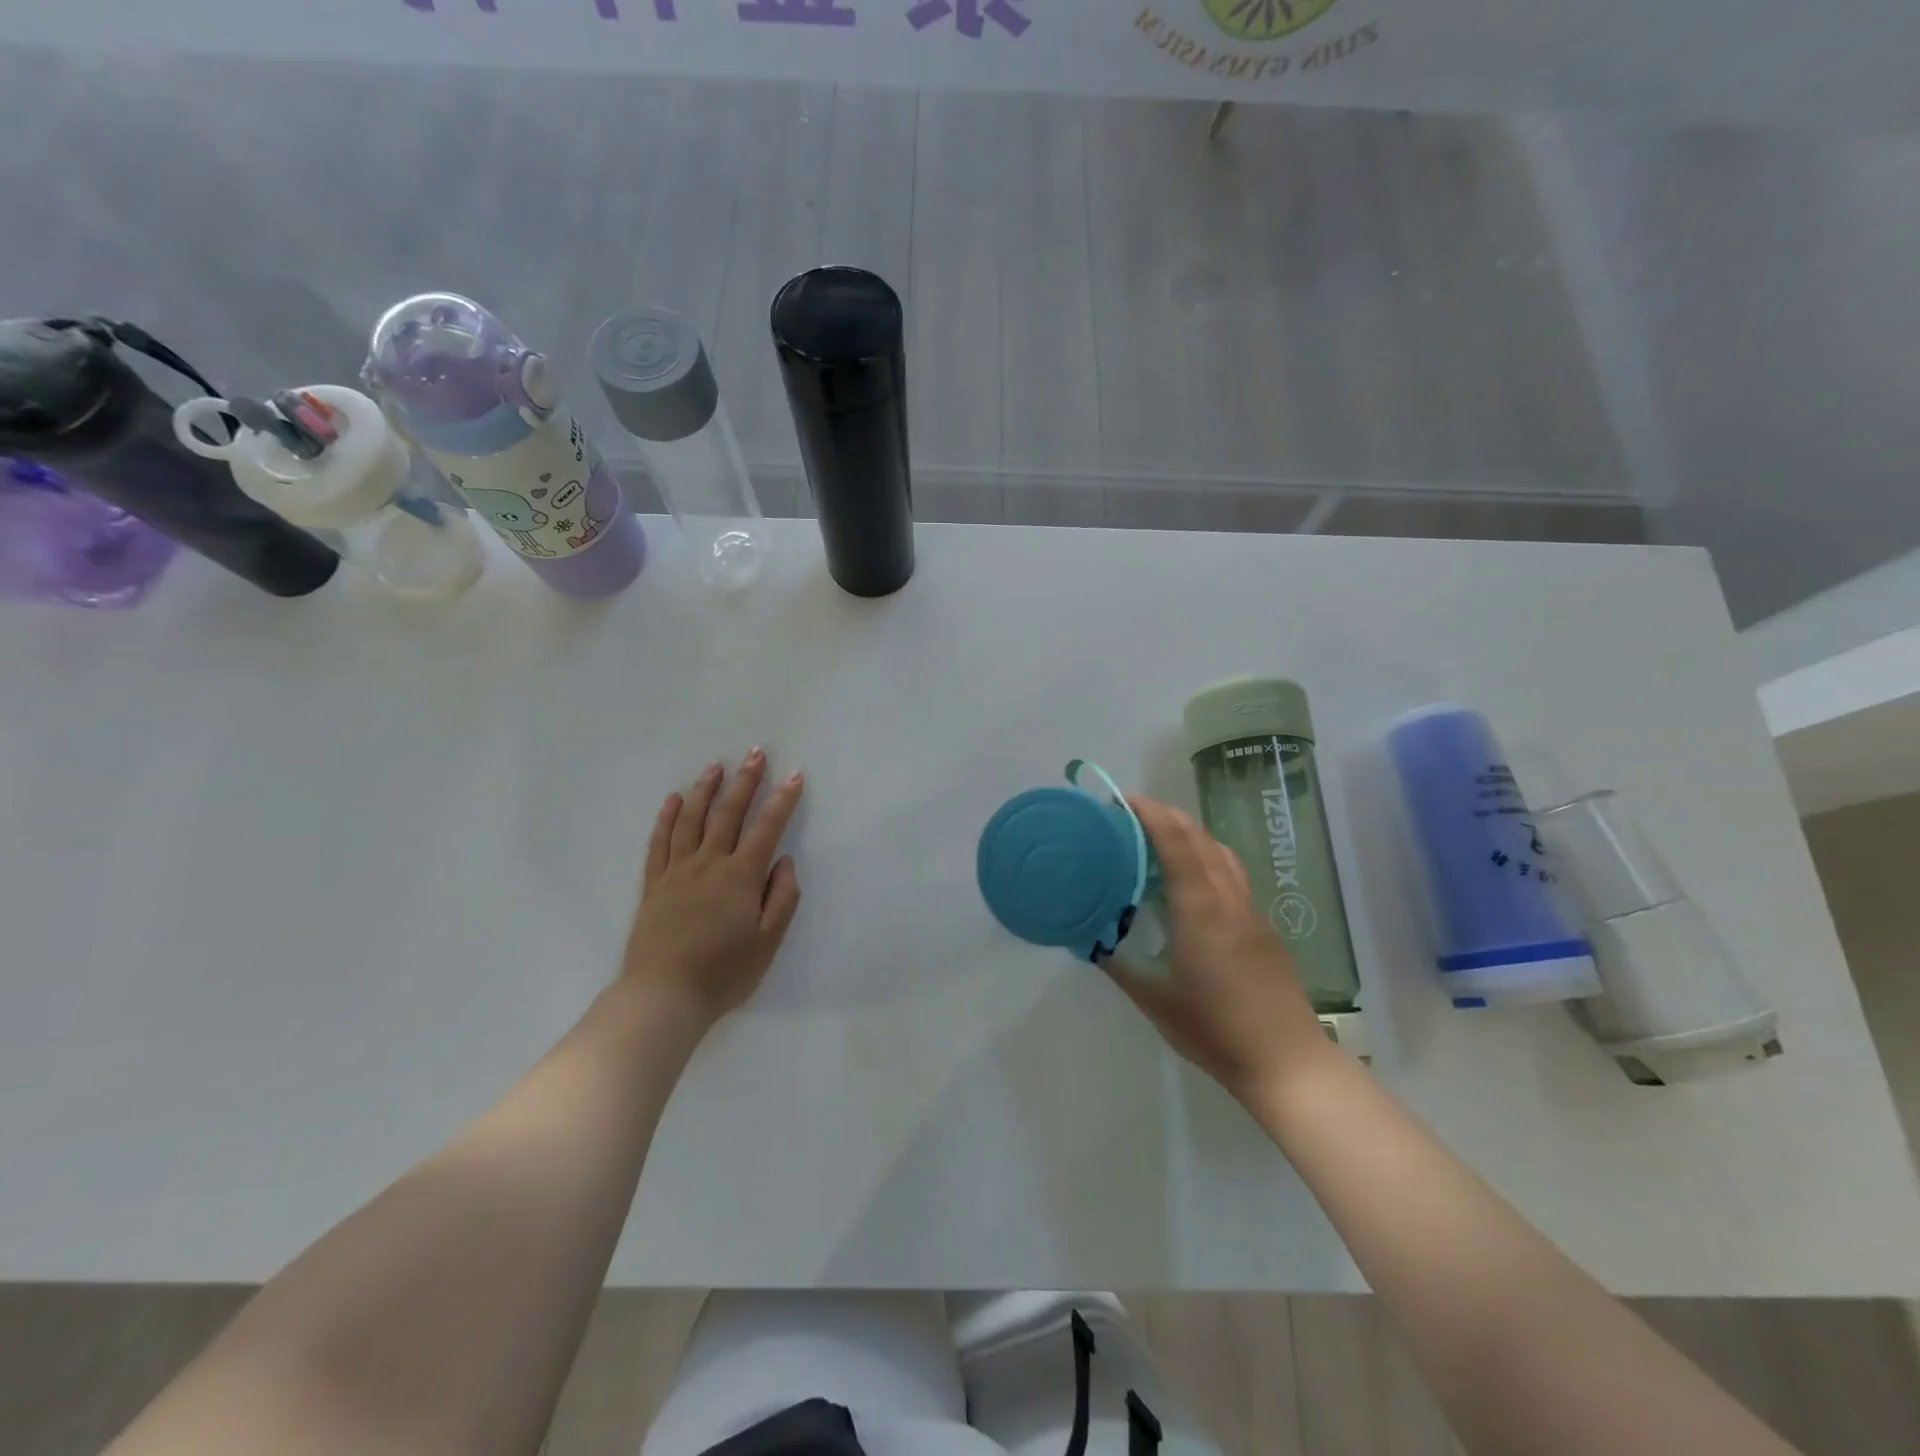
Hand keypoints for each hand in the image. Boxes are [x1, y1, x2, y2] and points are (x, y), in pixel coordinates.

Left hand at [621, 750, 804, 1029]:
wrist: (663, 996)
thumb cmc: (724, 972)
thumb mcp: (768, 941)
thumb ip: (782, 897)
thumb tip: (783, 861)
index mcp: (740, 876)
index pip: (767, 828)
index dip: (783, 800)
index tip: (795, 776)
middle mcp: (708, 864)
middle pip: (728, 813)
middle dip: (745, 781)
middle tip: (755, 753)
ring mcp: (677, 871)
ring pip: (691, 819)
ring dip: (705, 789)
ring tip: (716, 766)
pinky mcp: (653, 884)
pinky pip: (659, 842)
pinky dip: (667, 817)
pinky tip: (674, 800)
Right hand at [1102, 796, 1332, 1101]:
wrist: (1286, 1062)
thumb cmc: (1214, 1029)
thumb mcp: (1153, 999)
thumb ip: (1119, 964)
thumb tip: (1091, 939)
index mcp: (1200, 909)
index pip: (1176, 843)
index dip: (1151, 814)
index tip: (1123, 799)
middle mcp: (1229, 899)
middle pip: (1201, 838)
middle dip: (1168, 815)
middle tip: (1132, 813)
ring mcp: (1251, 912)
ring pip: (1222, 853)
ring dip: (1191, 834)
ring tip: (1160, 838)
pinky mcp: (1263, 928)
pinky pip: (1232, 874)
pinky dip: (1206, 858)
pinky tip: (1191, 881)